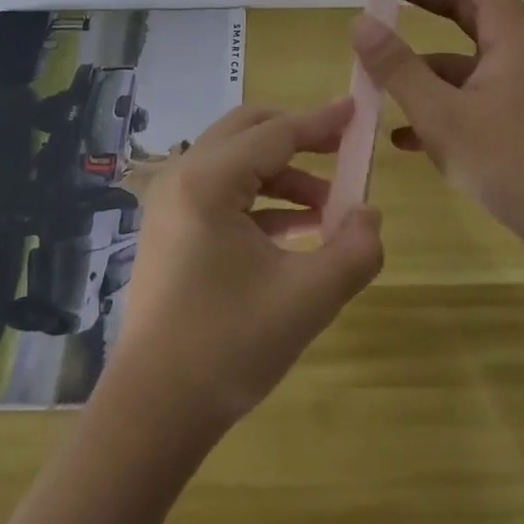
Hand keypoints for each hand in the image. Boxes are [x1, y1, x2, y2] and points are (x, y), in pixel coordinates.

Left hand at [109, 100, 384, 430]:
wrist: (153, 412)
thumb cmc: (228, 347)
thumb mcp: (306, 299)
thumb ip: (353, 250)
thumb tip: (370, 215)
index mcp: (207, 181)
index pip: (276, 133)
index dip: (321, 122)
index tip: (356, 110)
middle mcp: (182, 177)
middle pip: (248, 131)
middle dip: (299, 136)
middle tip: (342, 150)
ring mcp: (171, 203)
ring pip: (235, 161)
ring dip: (283, 173)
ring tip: (328, 207)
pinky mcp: (171, 229)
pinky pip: (222, 192)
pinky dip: (262, 199)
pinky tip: (297, 230)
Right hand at [351, 0, 523, 249]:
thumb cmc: (513, 163)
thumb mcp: (443, 116)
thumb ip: (398, 69)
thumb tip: (360, 22)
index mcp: (509, 38)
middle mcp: (516, 54)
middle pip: (468, 9)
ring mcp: (516, 88)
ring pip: (461, 57)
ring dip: (421, 59)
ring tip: (375, 71)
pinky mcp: (513, 120)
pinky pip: (466, 96)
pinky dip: (434, 101)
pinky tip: (399, 134)